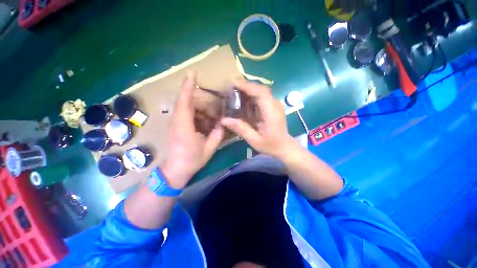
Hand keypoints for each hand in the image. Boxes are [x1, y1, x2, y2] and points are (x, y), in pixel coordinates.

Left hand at [161, 73, 223, 188]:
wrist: (175, 170)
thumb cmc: (192, 160)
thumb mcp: (209, 148)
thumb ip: (217, 134)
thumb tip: (223, 123)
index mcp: (184, 127)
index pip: (184, 102)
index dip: (188, 87)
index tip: (192, 73)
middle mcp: (177, 122)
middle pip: (186, 102)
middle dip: (200, 101)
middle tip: (213, 107)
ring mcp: (175, 123)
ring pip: (186, 108)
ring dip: (199, 109)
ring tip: (211, 117)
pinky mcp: (176, 126)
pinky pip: (185, 114)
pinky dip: (196, 114)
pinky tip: (205, 122)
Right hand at [220, 80, 300, 158]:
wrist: (284, 147)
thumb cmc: (271, 145)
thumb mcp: (255, 140)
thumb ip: (241, 129)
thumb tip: (224, 120)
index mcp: (271, 113)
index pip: (261, 93)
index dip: (247, 87)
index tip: (233, 84)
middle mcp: (275, 105)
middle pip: (260, 89)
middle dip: (245, 87)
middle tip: (231, 87)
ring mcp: (275, 105)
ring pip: (261, 92)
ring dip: (248, 91)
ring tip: (235, 93)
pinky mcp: (273, 106)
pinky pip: (261, 97)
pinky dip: (251, 97)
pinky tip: (244, 102)